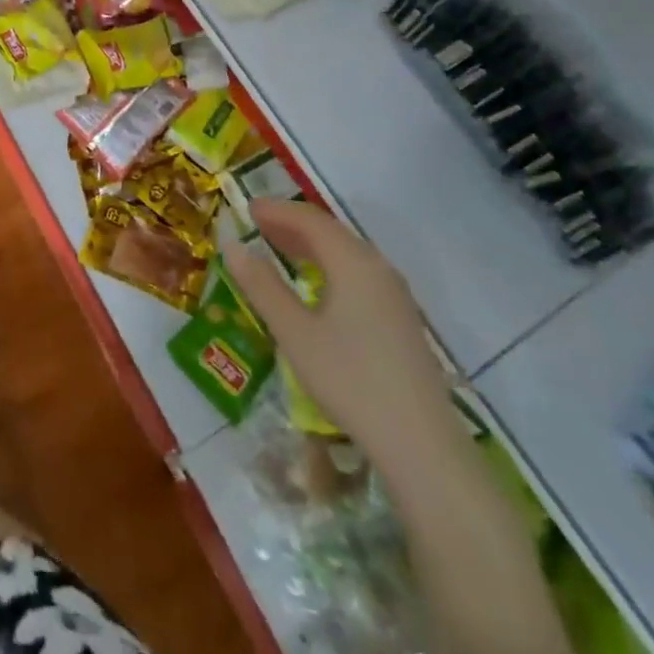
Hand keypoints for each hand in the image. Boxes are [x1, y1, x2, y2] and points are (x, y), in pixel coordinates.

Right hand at [223, 200, 453, 465]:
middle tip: (257, 225)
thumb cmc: (350, 380)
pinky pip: (358, 274)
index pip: (310, 220)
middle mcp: (378, 268)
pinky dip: (329, 265)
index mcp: (353, 263)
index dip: (276, 211)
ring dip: (311, 245)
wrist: (421, 445)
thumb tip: (232, 245)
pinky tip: (316, 286)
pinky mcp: (401, 319)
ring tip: (279, 249)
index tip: (246, 208)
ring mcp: (394, 294)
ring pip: (347, 253)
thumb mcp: (295, 333)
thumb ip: (262, 286)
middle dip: (292, 225)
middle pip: (331, 232)